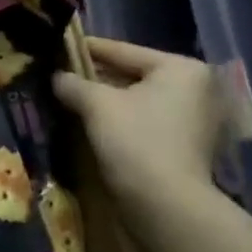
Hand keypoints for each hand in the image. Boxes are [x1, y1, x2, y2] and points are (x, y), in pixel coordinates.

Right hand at [53, 38, 220, 199]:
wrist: (166, 206)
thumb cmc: (135, 141)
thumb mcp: (96, 104)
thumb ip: (73, 83)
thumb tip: (56, 77)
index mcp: (180, 68)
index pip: (122, 50)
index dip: (85, 49)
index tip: (57, 45)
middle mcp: (195, 88)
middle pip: (131, 74)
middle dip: (95, 77)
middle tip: (59, 74)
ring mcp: (193, 119)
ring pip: (136, 99)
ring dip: (105, 100)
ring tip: (69, 96)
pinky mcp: (186, 145)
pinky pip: (144, 120)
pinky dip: (120, 119)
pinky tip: (90, 121)